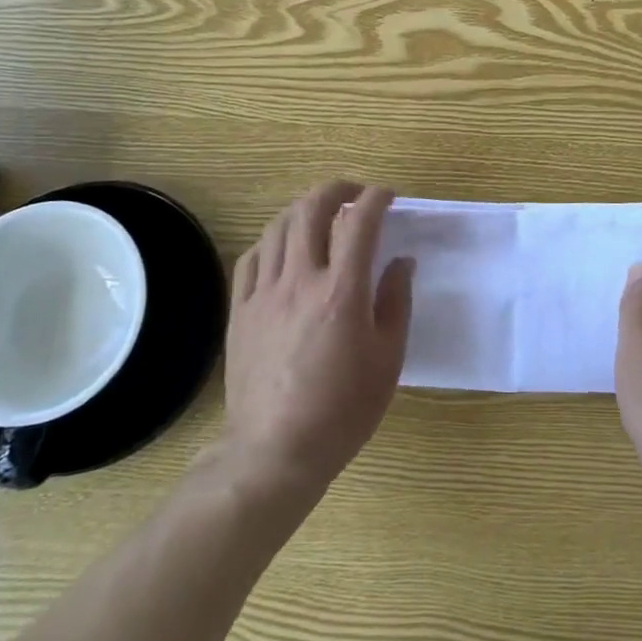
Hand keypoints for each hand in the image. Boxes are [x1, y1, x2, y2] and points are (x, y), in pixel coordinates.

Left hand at [223, 182, 413, 494]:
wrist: (277, 450)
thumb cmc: (343, 409)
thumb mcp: (388, 359)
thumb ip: (395, 302)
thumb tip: (402, 262)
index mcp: (342, 291)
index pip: (359, 223)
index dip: (376, 199)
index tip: (388, 196)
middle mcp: (300, 280)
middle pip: (311, 210)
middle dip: (336, 190)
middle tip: (354, 193)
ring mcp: (264, 293)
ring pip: (278, 227)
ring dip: (302, 209)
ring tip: (319, 214)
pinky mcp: (240, 311)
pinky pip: (251, 258)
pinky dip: (271, 240)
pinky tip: (282, 247)